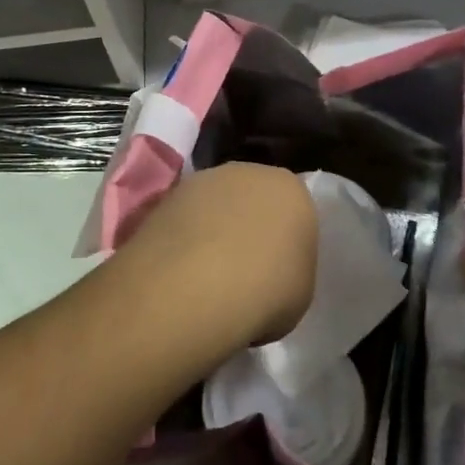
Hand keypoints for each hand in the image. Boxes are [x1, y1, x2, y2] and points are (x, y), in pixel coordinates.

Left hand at [115, 163, 316, 349]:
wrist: (196, 286)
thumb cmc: (266, 290)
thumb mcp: (299, 291)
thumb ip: (289, 268)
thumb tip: (268, 271)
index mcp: (291, 189)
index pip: (295, 210)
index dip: (286, 242)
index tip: (278, 271)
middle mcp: (247, 172)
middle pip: (252, 199)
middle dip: (249, 227)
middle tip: (244, 269)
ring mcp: (202, 181)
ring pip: (215, 206)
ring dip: (212, 230)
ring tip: (206, 274)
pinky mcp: (165, 197)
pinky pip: (185, 220)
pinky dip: (184, 240)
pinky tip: (181, 272)